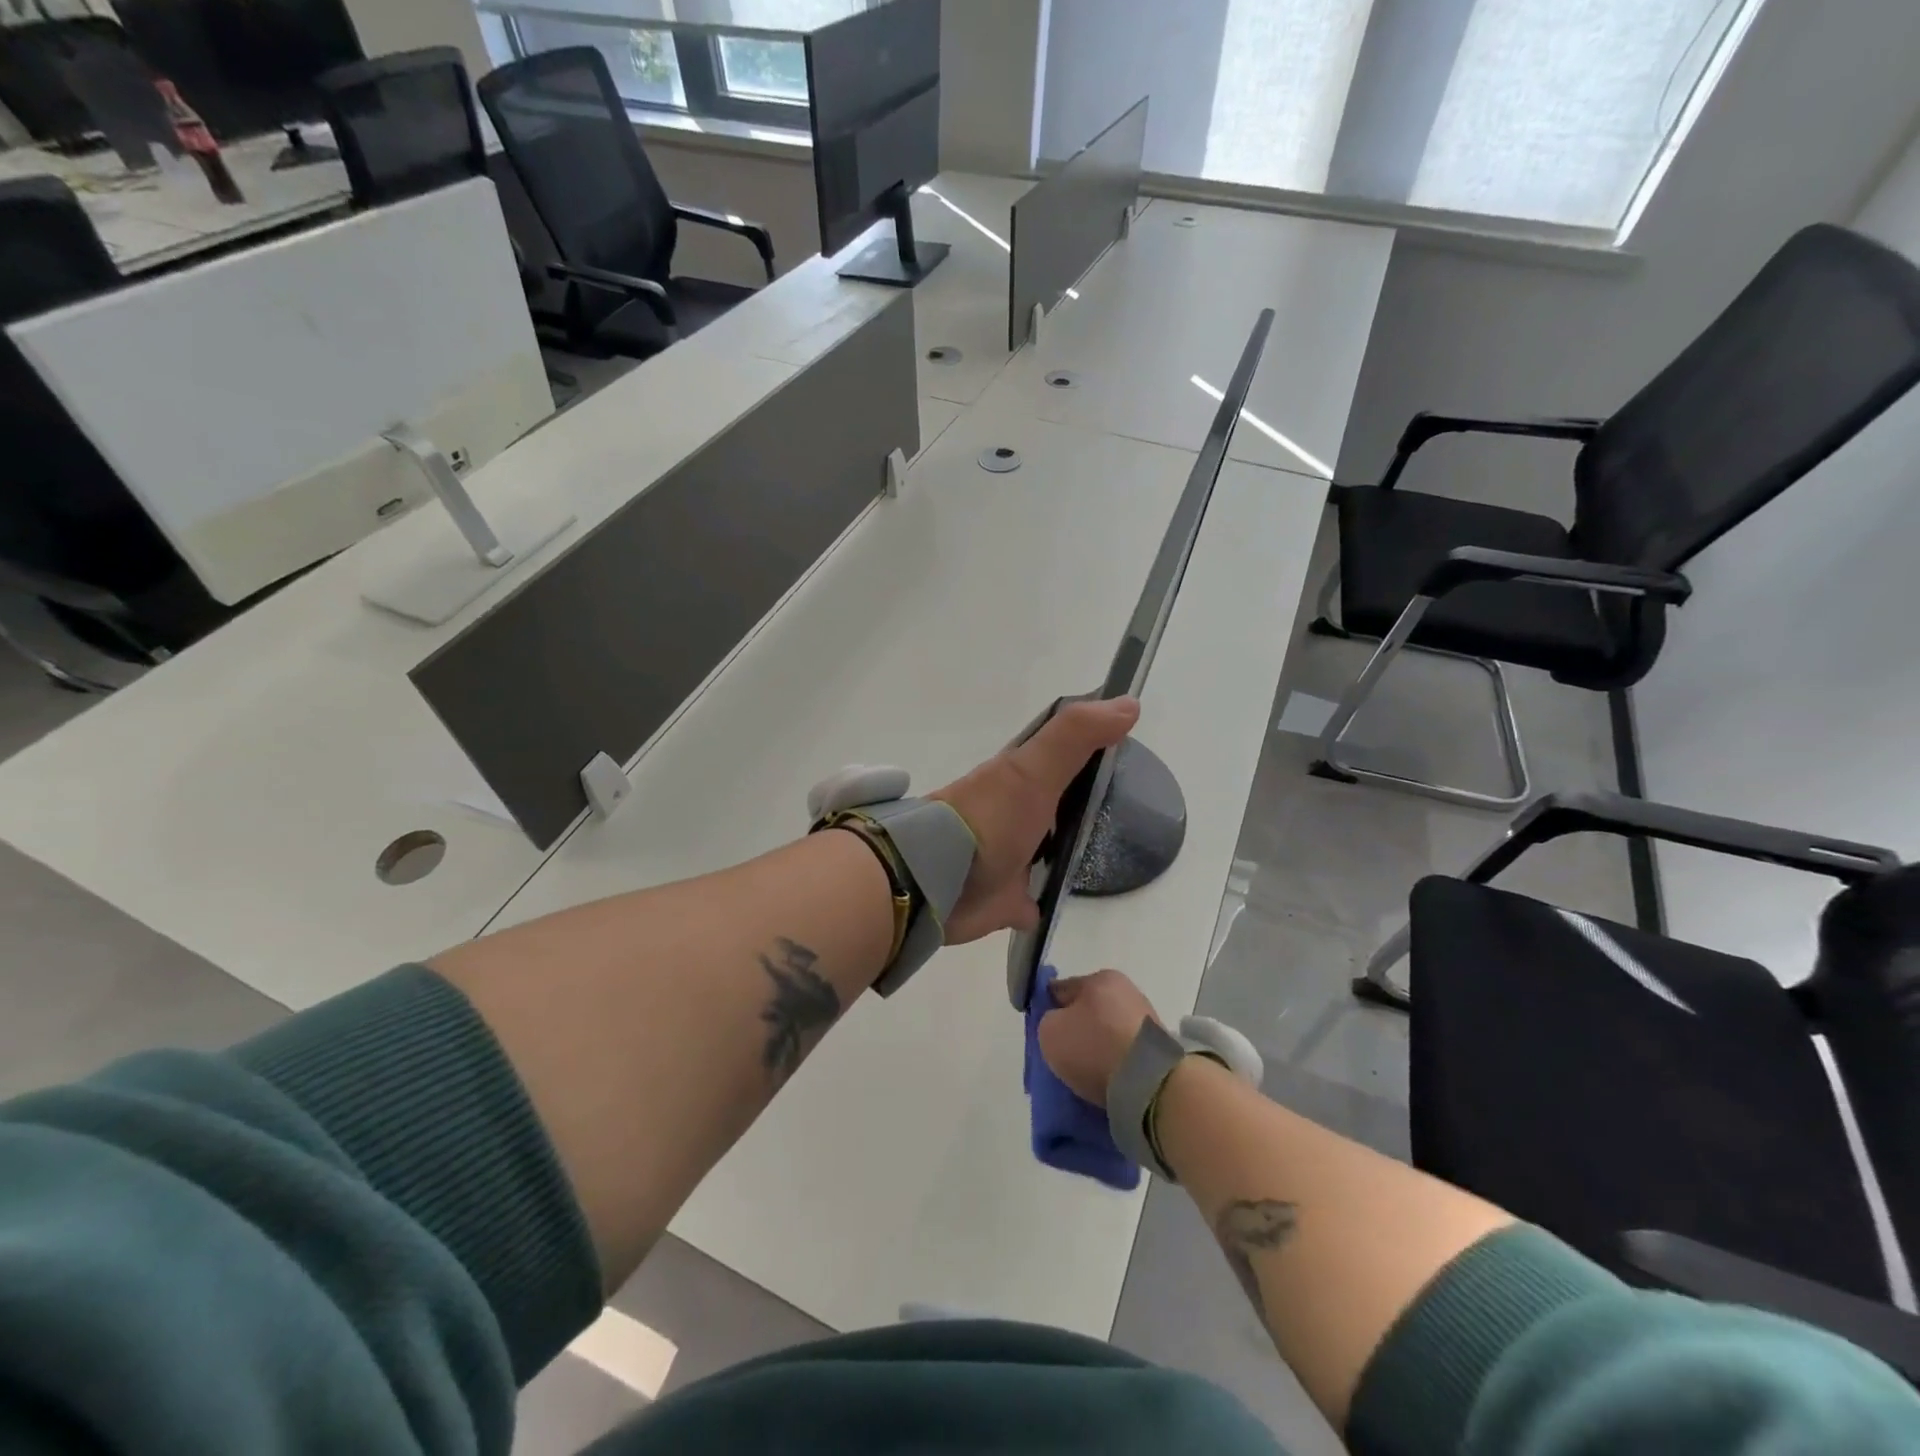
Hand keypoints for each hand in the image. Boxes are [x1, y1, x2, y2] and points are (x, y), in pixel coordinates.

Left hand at [929, 697, 1139, 943]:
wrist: (936, 881)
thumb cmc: (988, 818)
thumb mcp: (1032, 769)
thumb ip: (1075, 736)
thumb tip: (1130, 703)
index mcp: (1019, 779)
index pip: (1060, 755)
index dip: (1089, 747)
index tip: (1127, 748)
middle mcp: (1014, 813)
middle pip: (1057, 802)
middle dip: (1083, 801)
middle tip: (1129, 807)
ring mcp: (1009, 856)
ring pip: (1047, 848)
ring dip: (1067, 848)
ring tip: (1111, 850)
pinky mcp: (1006, 898)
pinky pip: (1033, 898)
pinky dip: (1045, 899)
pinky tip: (1068, 898)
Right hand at [1037, 968, 1158, 1104]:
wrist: (1150, 1084)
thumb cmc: (1094, 1048)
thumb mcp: (1049, 1031)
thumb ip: (1047, 1021)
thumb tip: (1059, 1024)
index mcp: (1100, 978)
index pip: (1062, 989)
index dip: (1048, 1010)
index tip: (1043, 1034)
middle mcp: (1126, 991)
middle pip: (1088, 1010)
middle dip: (1076, 1029)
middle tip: (1064, 1056)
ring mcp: (1147, 1018)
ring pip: (1108, 1031)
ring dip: (1097, 1047)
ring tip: (1086, 1073)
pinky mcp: (1160, 1047)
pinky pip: (1125, 1052)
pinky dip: (1115, 1063)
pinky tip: (1106, 1079)